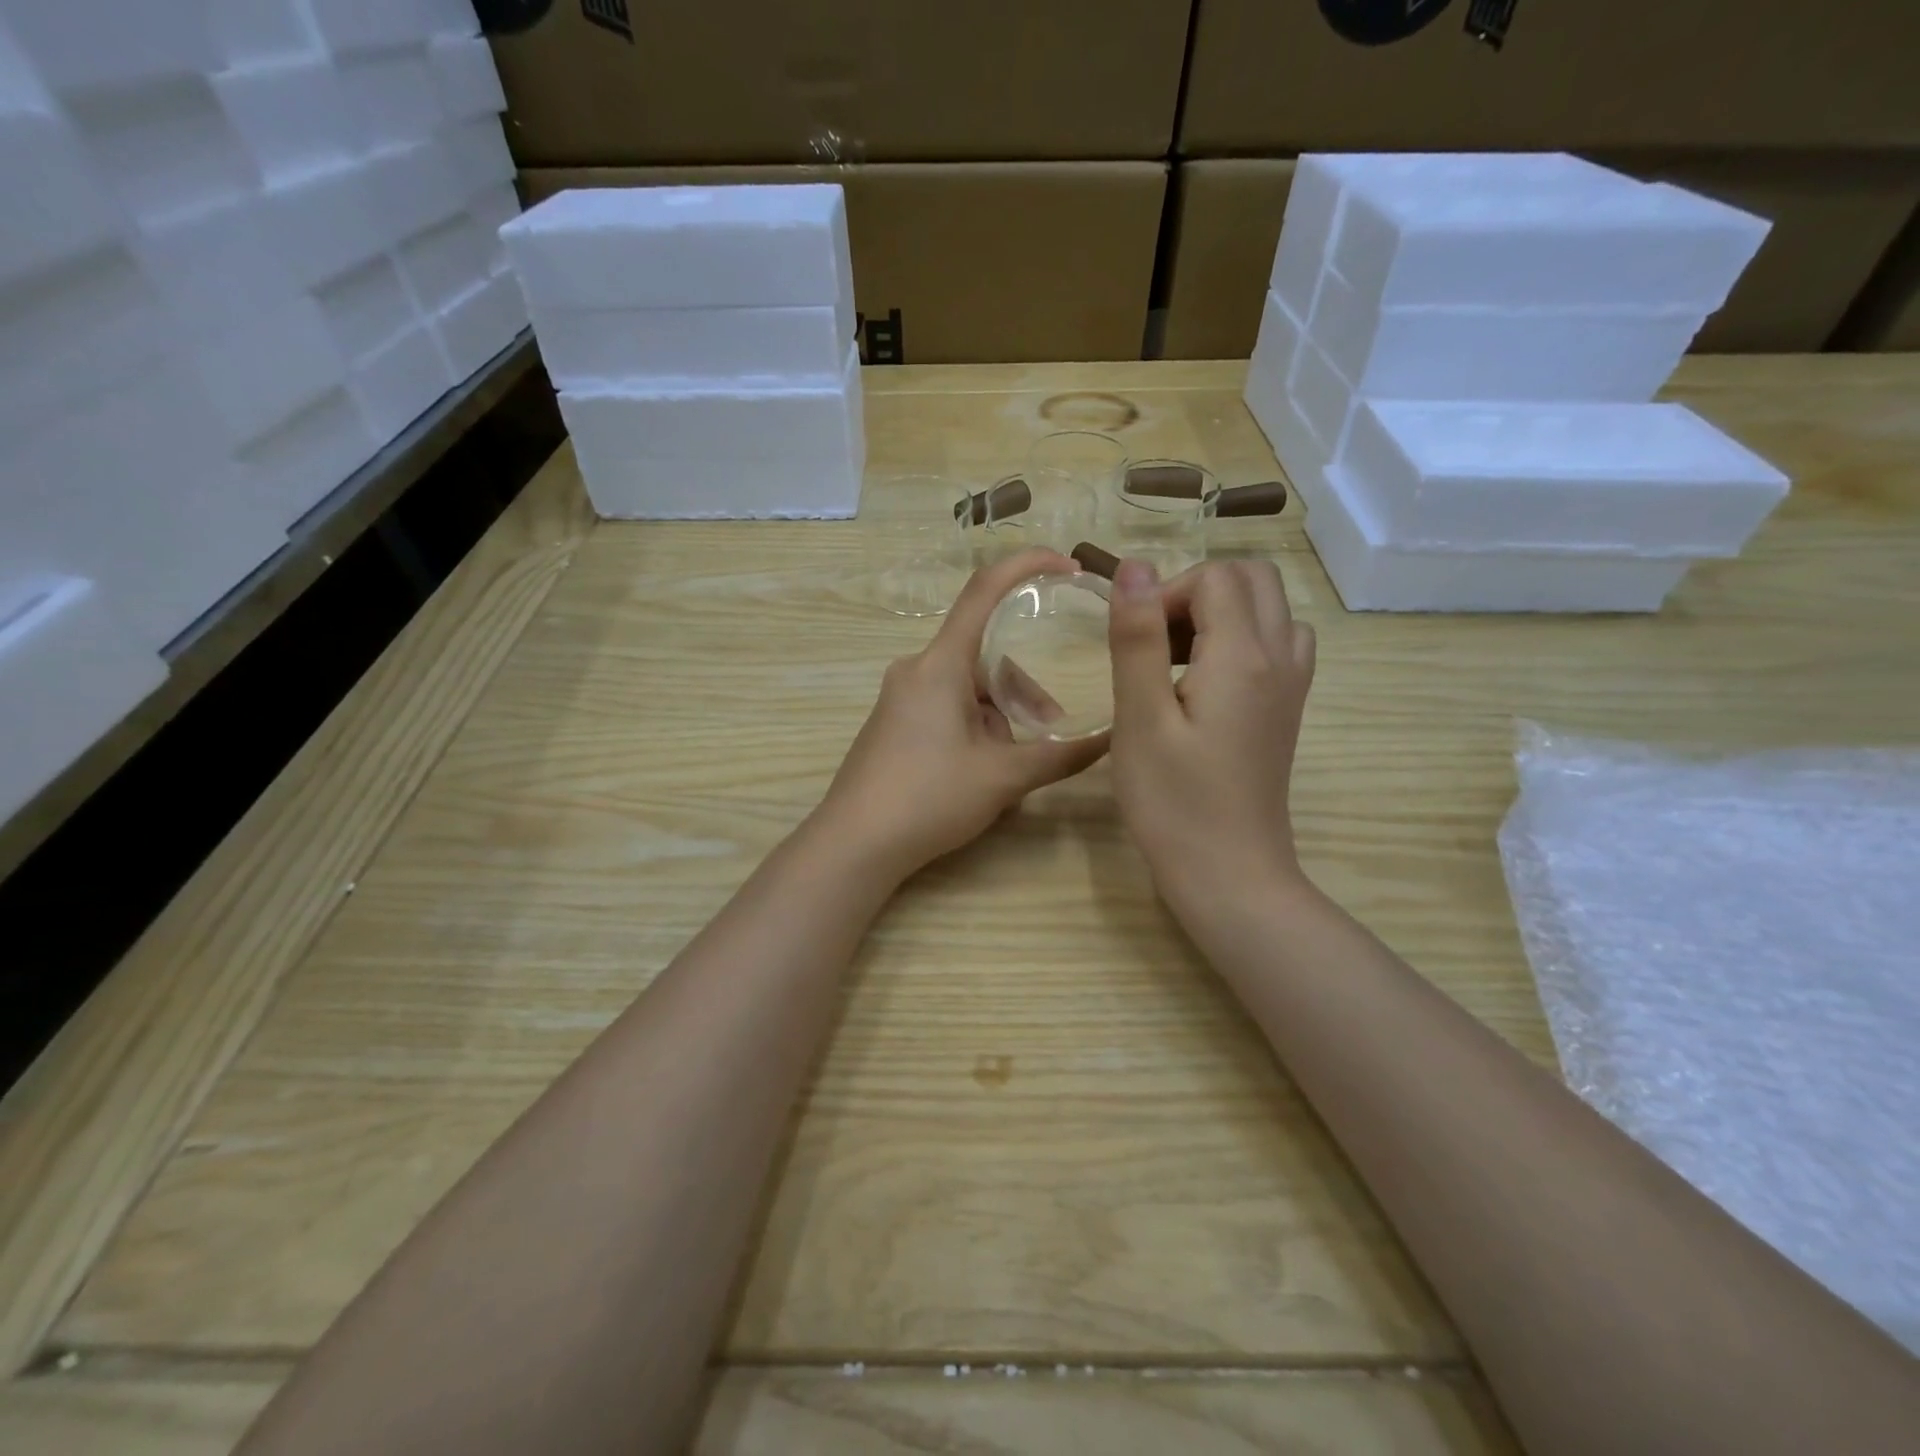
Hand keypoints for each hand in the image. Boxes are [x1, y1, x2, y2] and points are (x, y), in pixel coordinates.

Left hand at [815, 548, 1109, 879]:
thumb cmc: (928, 798)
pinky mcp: (893, 722)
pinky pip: (946, 707)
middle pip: (984, 656)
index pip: (984, 591)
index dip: (1027, 566)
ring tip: (1013, 766)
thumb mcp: (1002, 777)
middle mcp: (916, 669)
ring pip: (967, 688)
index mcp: (940, 664)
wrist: (854, 843)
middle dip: (1022, 688)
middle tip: (1051, 727)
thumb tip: (1110, 740)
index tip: (1066, 565)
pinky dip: (975, 726)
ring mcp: (900, 697)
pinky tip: (983, 771)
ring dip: (999, 716)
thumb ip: (1059, 756)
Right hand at [1107, 557, 1315, 914]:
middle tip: (1155, 642)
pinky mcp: (1288, 710)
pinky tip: (1205, 682)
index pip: (1215, 578)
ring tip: (1176, 660)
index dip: (1167, 594)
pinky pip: (1278, 644)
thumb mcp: (1140, 719)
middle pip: (1253, 579)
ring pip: (1270, 609)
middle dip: (1197, 592)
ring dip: (1222, 613)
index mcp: (1243, 656)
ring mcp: (1292, 685)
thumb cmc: (1174, 802)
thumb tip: (1134, 567)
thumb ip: (1137, 638)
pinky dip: (1242, 639)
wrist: (1230, 874)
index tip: (1135, 642)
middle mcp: (1280, 658)